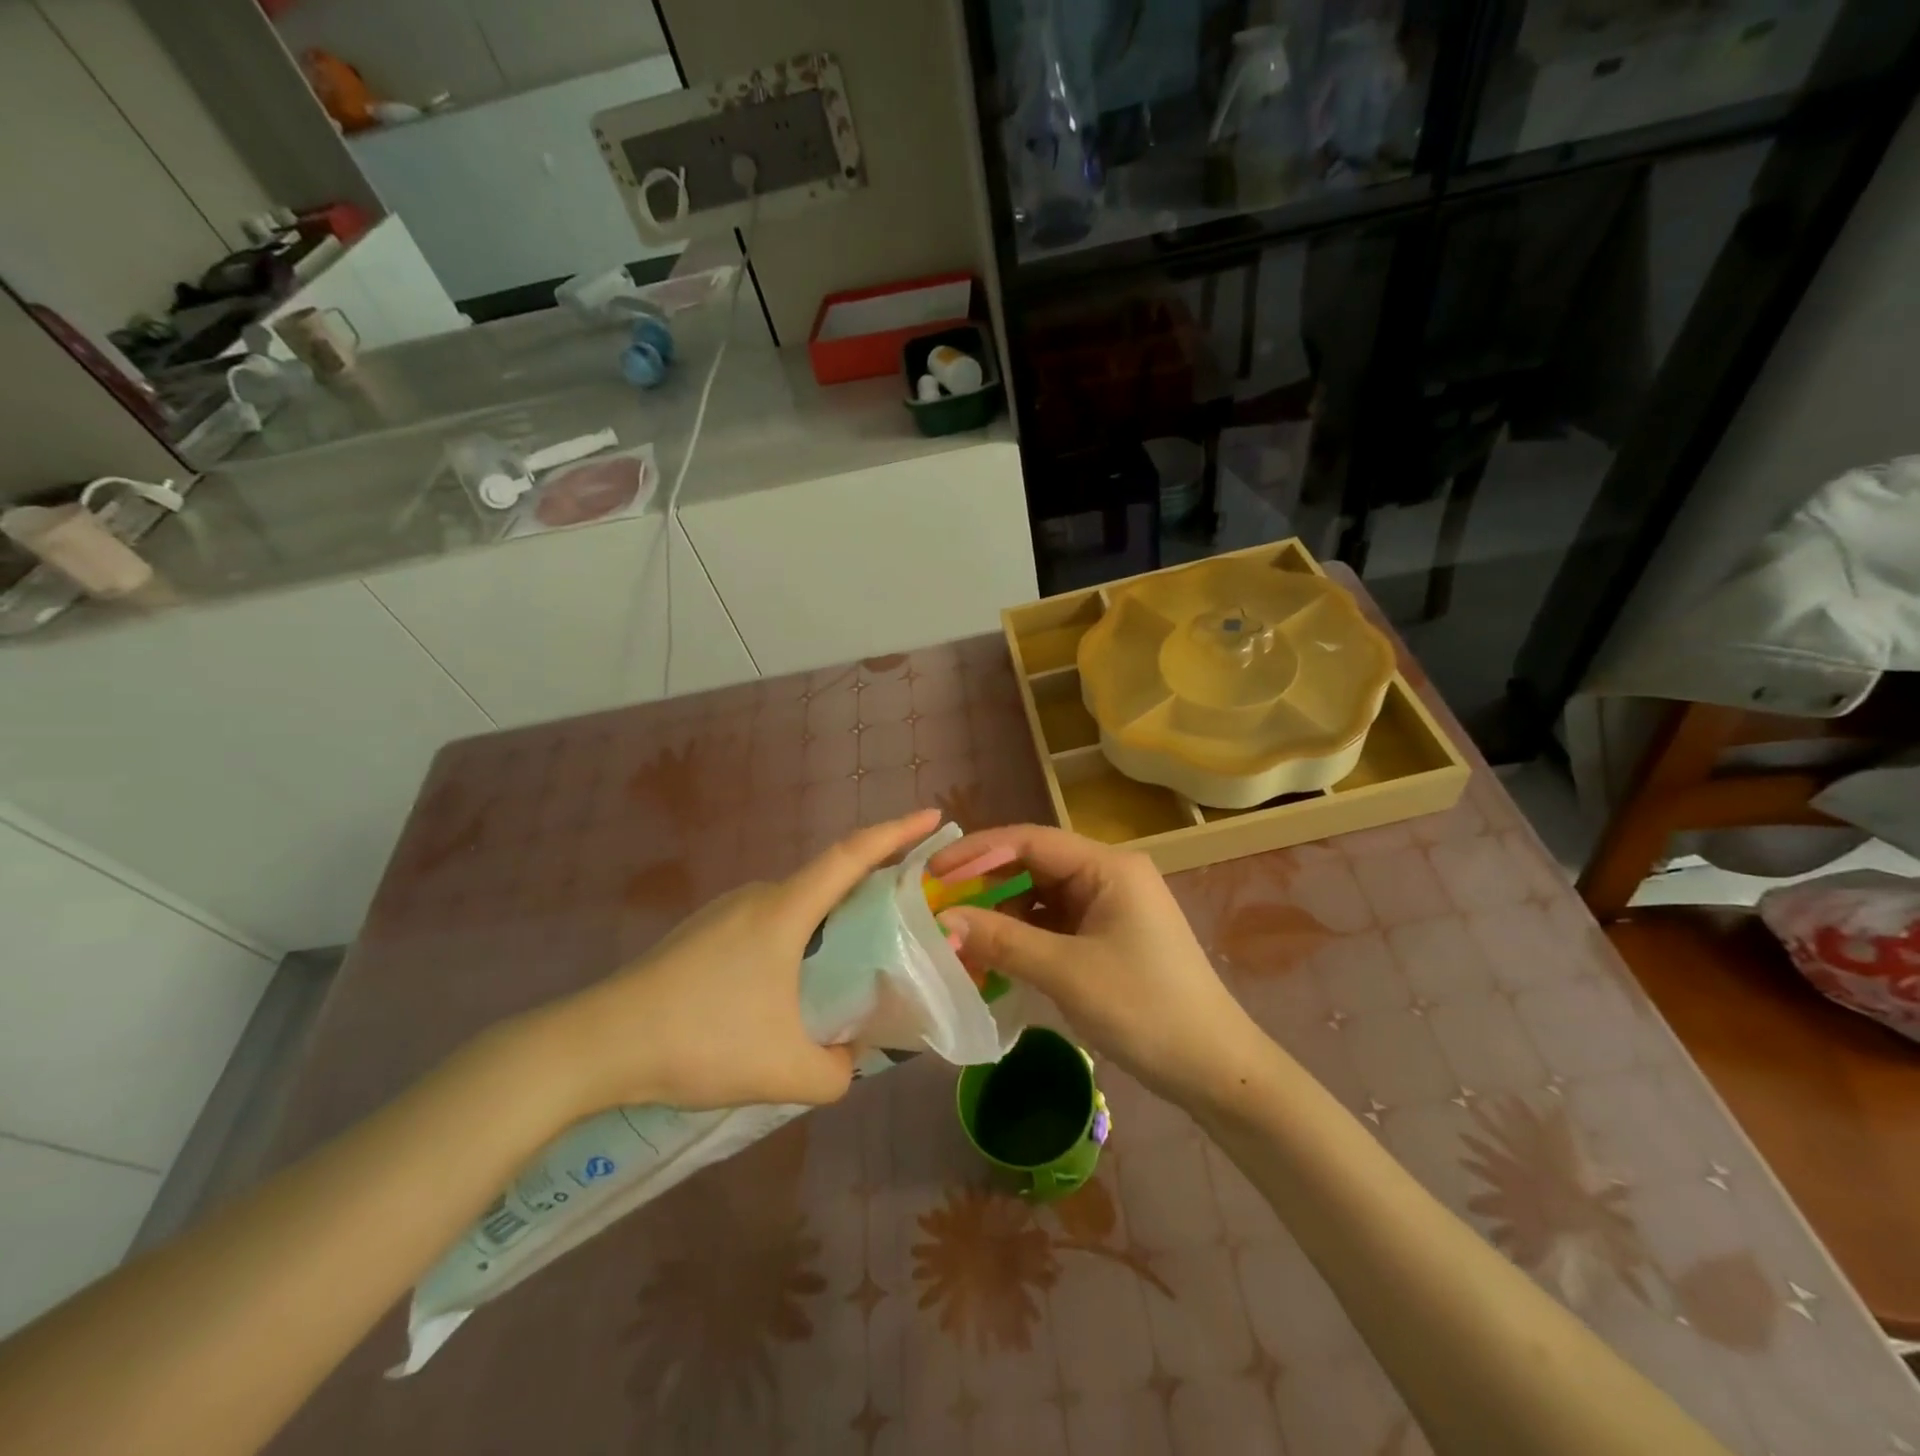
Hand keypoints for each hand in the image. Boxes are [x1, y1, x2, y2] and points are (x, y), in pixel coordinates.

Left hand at [543, 808, 942, 1113]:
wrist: (597, 1044)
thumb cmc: (699, 1040)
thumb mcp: (783, 1070)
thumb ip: (836, 1072)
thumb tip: (851, 1061)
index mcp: (784, 910)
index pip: (852, 855)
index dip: (896, 832)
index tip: (933, 817)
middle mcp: (758, 897)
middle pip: (828, 881)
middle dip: (871, 892)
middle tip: (901, 923)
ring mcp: (725, 912)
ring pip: (796, 907)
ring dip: (829, 925)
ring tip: (848, 969)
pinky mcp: (703, 933)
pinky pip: (768, 924)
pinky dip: (796, 941)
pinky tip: (788, 991)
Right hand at [929, 825, 1267, 1106]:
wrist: (1215, 1069)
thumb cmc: (1145, 1009)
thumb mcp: (1067, 973)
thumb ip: (1003, 941)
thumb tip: (942, 921)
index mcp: (1108, 866)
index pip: (1030, 840)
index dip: (977, 852)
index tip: (933, 873)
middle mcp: (1109, 875)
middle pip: (1033, 864)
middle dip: (985, 883)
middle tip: (937, 905)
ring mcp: (1109, 907)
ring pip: (1040, 896)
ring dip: (1001, 913)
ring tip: (957, 934)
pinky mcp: (1107, 936)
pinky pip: (1053, 924)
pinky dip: (1022, 936)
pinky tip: (993, 955)